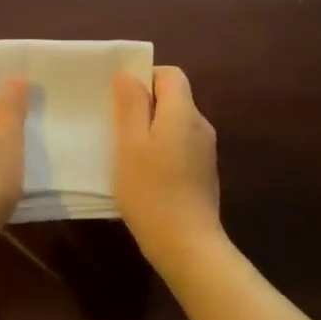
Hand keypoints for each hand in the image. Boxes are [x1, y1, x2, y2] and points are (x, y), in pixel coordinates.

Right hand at [112, 66, 222, 268]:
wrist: (186, 245)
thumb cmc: (151, 191)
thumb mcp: (130, 144)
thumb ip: (131, 105)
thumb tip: (128, 74)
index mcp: (184, 113)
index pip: (170, 75)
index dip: (144, 78)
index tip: (120, 99)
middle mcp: (200, 126)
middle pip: (173, 98)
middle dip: (144, 105)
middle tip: (115, 126)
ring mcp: (205, 151)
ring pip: (174, 123)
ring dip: (150, 129)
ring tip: (125, 152)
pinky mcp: (203, 173)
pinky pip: (179, 145)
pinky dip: (161, 149)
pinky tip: (143, 174)